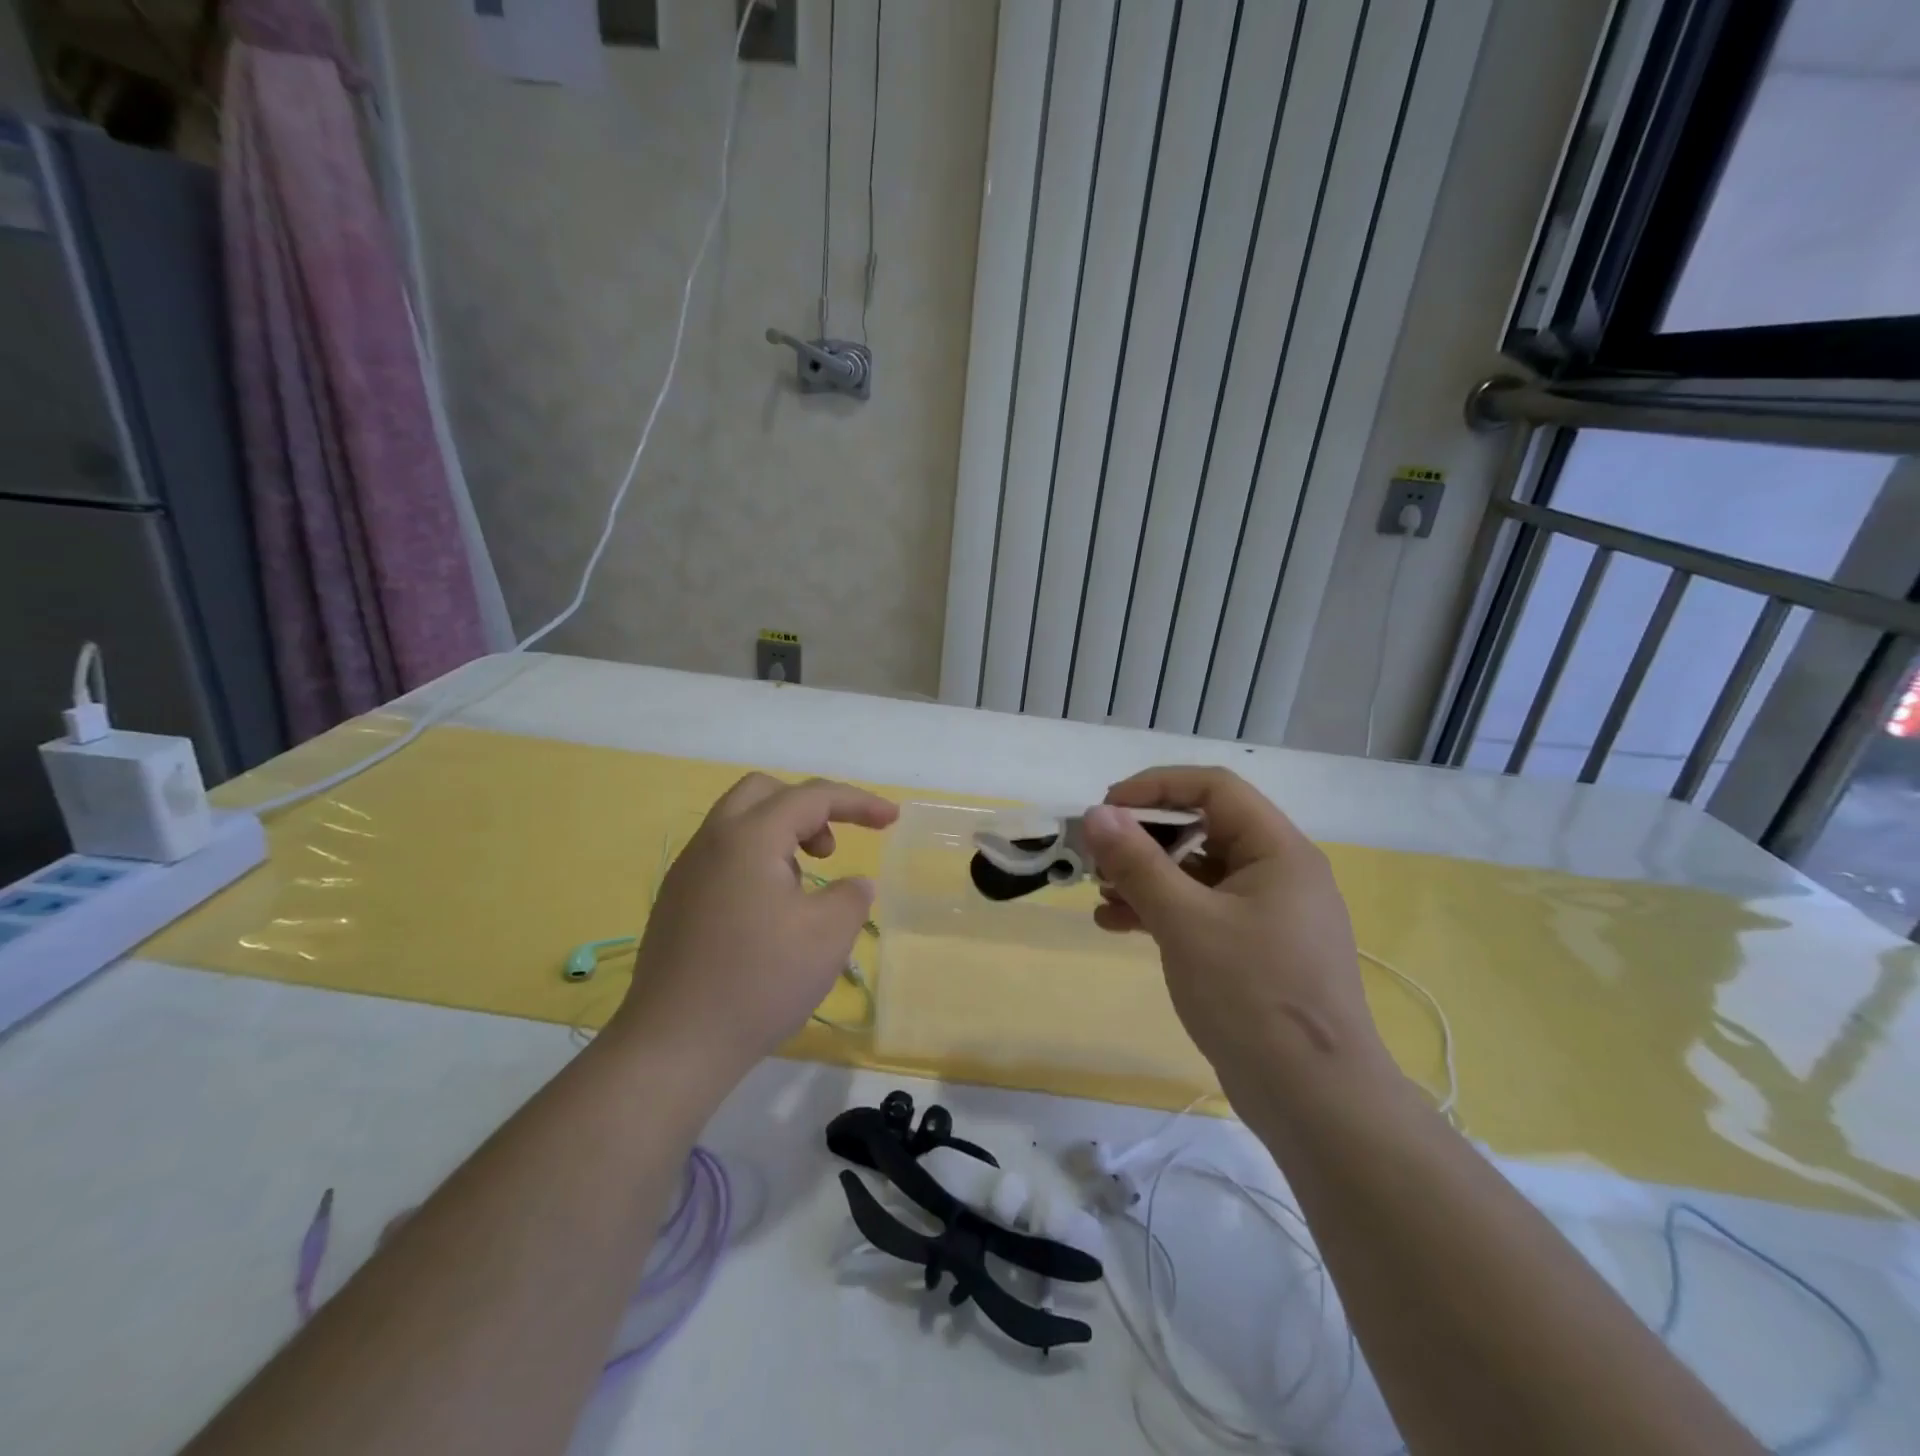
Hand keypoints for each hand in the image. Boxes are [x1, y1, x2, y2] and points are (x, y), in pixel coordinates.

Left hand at [610, 774, 897, 1087]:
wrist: (674, 1045)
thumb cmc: (759, 981)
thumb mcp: (828, 936)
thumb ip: (852, 897)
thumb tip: (852, 885)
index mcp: (748, 837)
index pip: (811, 796)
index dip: (859, 802)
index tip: (892, 819)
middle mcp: (711, 842)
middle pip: (764, 793)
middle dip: (809, 807)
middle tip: (831, 848)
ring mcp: (686, 872)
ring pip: (739, 824)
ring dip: (781, 835)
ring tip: (804, 885)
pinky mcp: (676, 903)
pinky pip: (723, 857)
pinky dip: (757, 861)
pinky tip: (770, 913)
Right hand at [1081, 767, 1388, 1105]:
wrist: (1317, 1102)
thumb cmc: (1253, 996)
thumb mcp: (1185, 922)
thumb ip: (1138, 863)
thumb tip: (1096, 813)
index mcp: (1277, 850)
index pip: (1214, 788)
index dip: (1155, 787)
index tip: (1105, 809)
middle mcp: (1278, 872)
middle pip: (1203, 828)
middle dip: (1145, 838)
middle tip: (1098, 857)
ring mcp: (1268, 914)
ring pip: (1197, 872)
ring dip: (1146, 877)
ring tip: (1100, 895)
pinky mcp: (1254, 950)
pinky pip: (1201, 911)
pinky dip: (1161, 911)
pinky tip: (1117, 925)